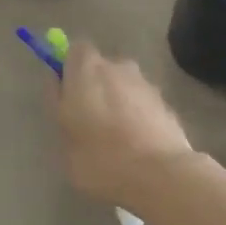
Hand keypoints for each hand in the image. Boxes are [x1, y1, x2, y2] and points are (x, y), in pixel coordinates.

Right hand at [52, 40, 193, 207]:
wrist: (160, 174)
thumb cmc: (101, 158)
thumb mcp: (64, 139)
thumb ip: (59, 106)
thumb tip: (60, 86)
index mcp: (87, 70)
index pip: (75, 50)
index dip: (70, 68)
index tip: (66, 93)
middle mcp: (118, 66)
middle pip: (102, 68)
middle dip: (95, 87)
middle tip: (89, 120)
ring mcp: (145, 82)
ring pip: (124, 85)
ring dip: (118, 102)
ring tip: (116, 138)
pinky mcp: (165, 102)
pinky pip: (143, 103)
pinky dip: (138, 115)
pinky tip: (137, 145)